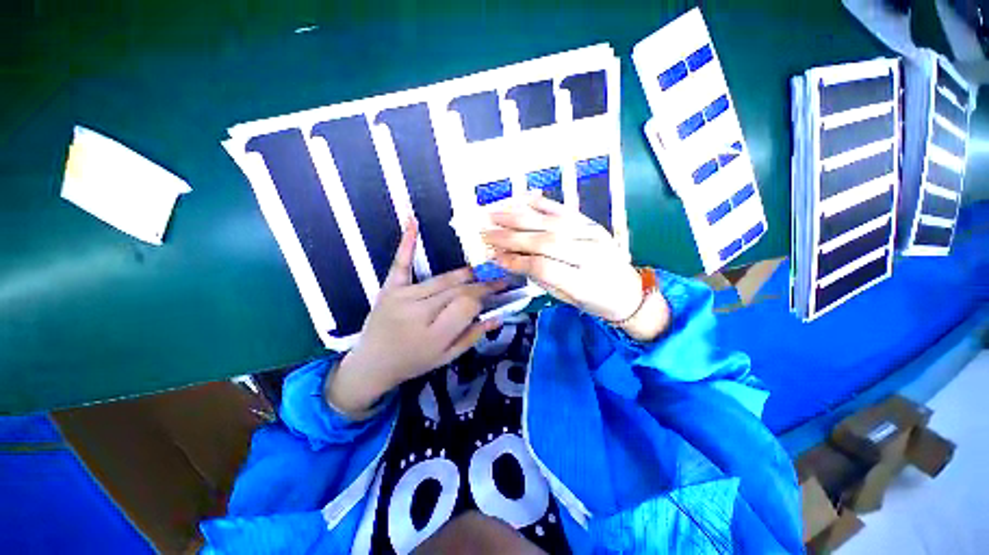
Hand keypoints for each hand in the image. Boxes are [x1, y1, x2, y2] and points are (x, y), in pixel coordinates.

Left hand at [326, 219, 504, 416]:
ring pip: (443, 279)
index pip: (469, 305)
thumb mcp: (447, 357)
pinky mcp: (389, 288)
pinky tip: (413, 221)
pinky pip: (401, 263)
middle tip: (498, 279)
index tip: (497, 293)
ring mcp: (402, 297)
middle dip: (481, 284)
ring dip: (465, 274)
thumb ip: (472, 335)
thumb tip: (498, 316)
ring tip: (481, 271)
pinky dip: (407, 242)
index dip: (485, 297)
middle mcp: (419, 312)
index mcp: (435, 334)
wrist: (372, 364)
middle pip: (458, 290)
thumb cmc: (413, 362)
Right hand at [483, 194, 669, 340]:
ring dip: (519, 217)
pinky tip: (520, 200)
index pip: (543, 266)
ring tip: (494, 214)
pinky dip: (540, 204)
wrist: (629, 291)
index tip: (492, 256)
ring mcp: (593, 234)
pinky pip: (563, 210)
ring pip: (551, 222)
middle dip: (510, 236)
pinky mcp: (592, 223)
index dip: (515, 261)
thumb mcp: (566, 299)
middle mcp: (590, 253)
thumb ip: (539, 277)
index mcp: (585, 282)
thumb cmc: (595, 301)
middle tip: (486, 232)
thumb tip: (508, 259)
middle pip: (545, 240)